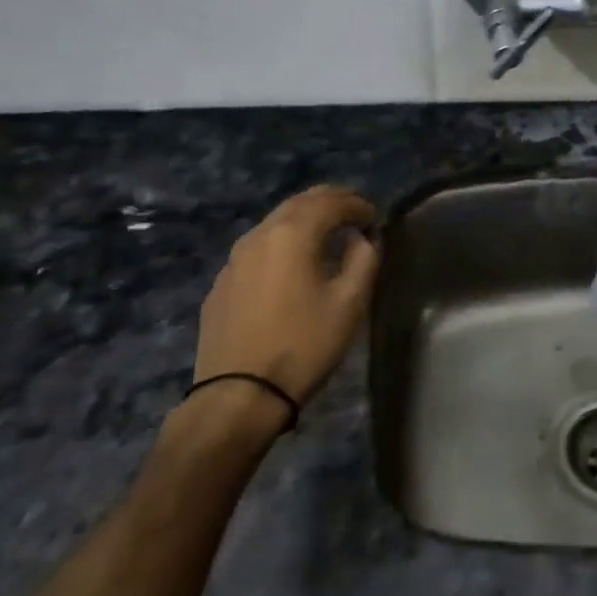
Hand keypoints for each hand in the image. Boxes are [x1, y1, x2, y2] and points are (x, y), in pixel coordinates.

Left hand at [193, 185, 379, 403]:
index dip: (356, 204)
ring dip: (304, 219)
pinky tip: (292, 263)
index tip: (374, 216)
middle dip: (329, 201)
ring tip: (327, 233)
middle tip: (353, 211)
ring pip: (274, 222)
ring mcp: (234, 259)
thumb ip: (363, 260)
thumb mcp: (349, 304)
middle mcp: (259, 235)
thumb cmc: (304, 345)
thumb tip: (362, 239)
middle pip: (298, 203)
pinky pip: (258, 248)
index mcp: (292, 235)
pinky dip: (282, 242)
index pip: (329, 202)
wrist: (239, 394)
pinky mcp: (222, 283)